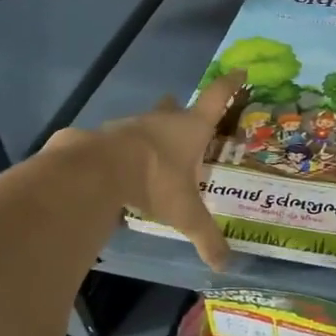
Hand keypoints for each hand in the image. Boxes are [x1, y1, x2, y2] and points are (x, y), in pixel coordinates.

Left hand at [92, 71, 245, 272]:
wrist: (95, 171)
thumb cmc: (154, 182)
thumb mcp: (185, 214)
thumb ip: (206, 237)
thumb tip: (224, 264)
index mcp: (190, 129)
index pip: (217, 98)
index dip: (230, 85)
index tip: (240, 71)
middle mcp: (161, 121)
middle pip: (175, 107)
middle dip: (180, 111)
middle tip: (184, 121)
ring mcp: (128, 126)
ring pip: (143, 124)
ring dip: (148, 135)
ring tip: (149, 157)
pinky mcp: (100, 137)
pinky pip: (114, 142)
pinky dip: (119, 153)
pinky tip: (116, 171)